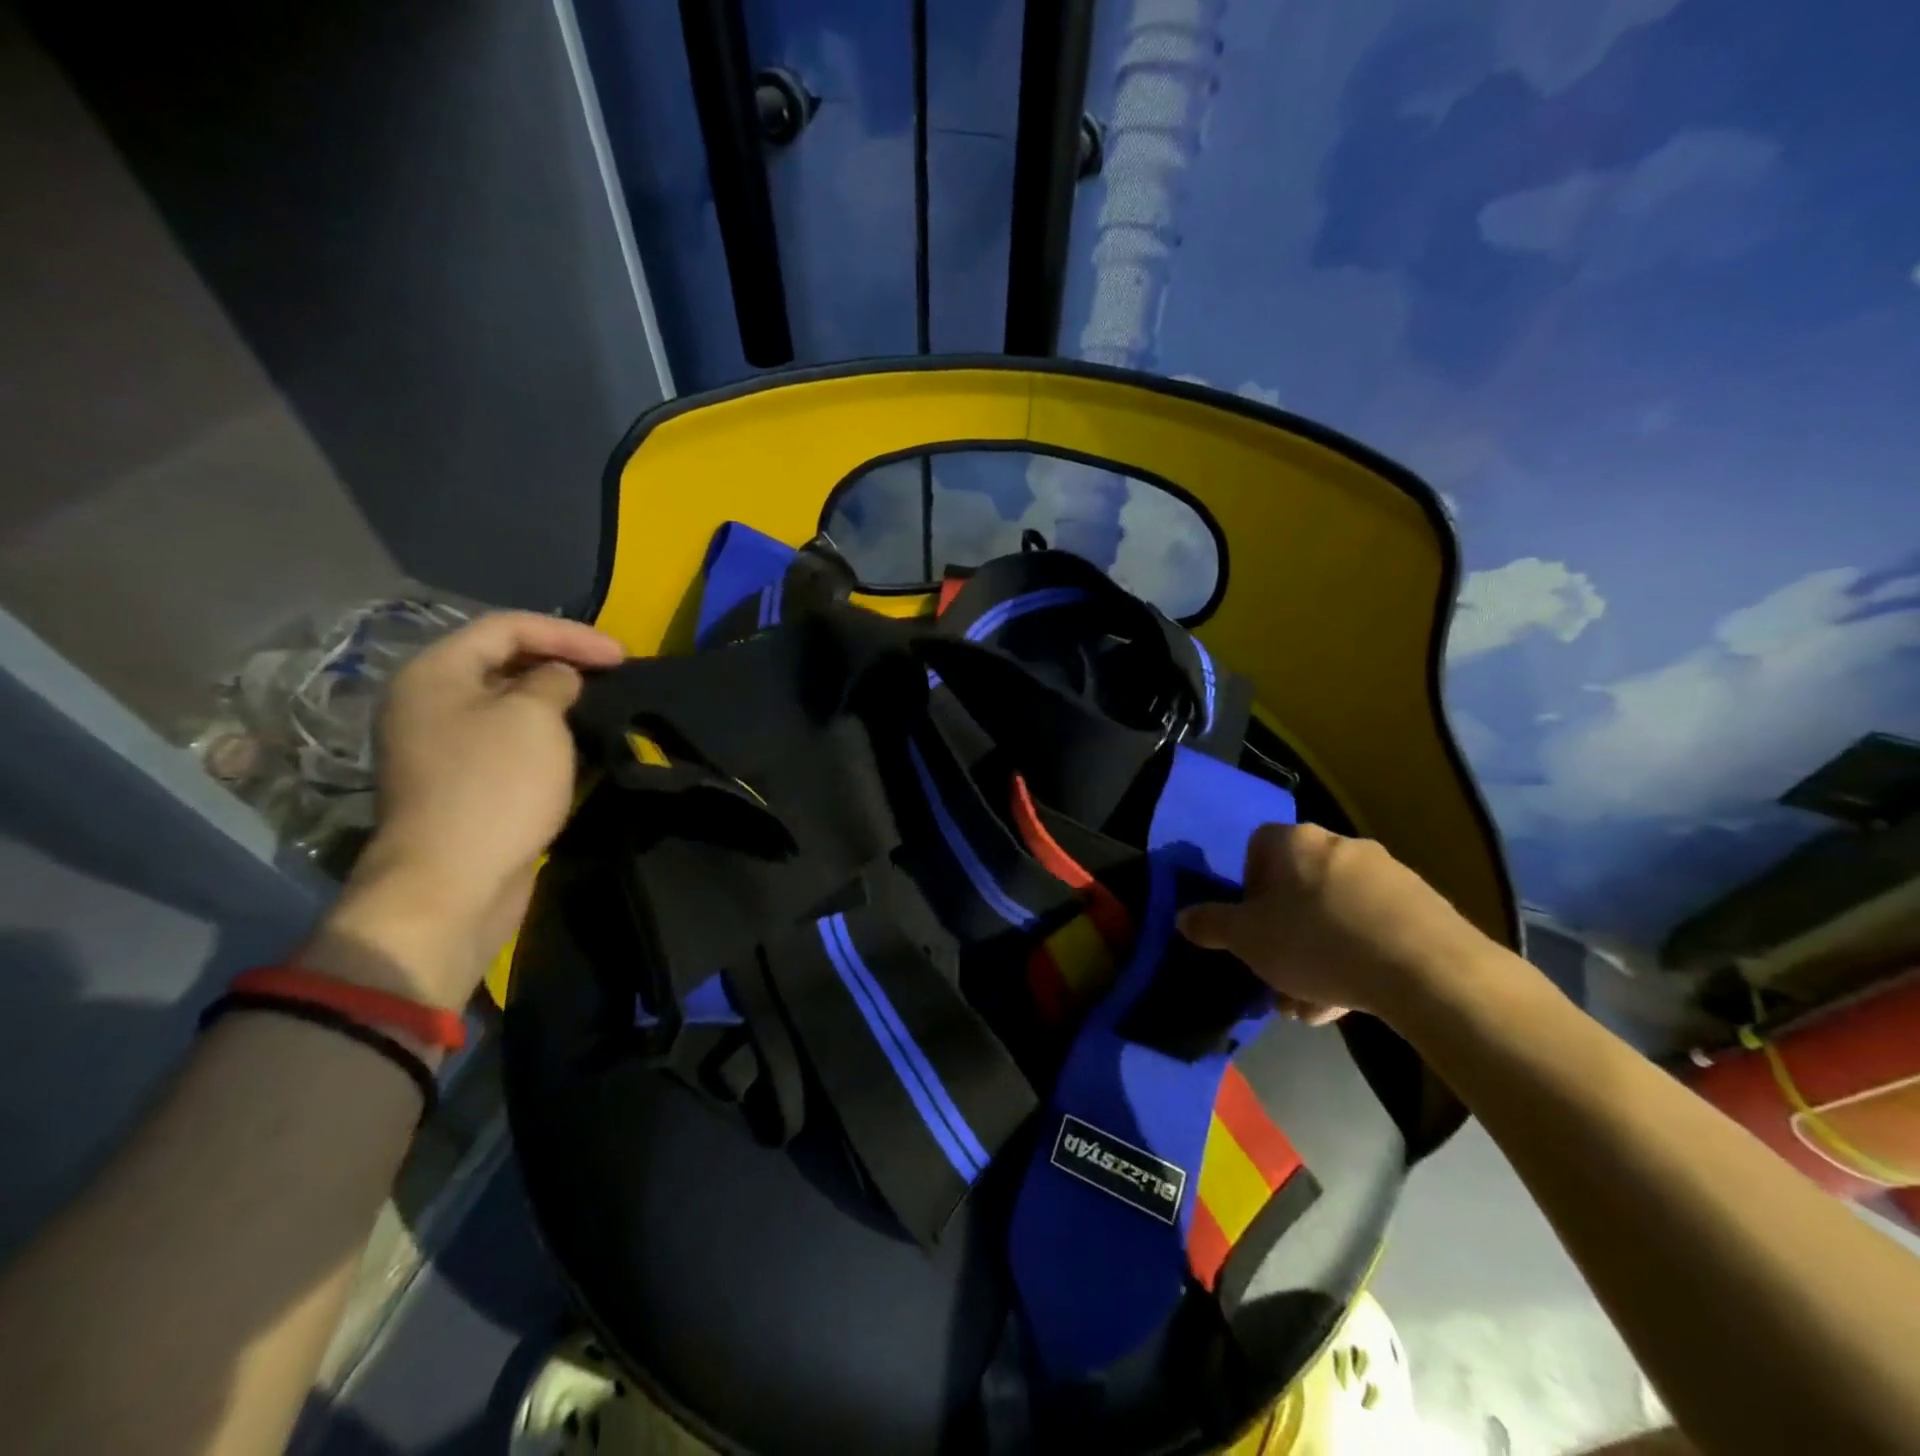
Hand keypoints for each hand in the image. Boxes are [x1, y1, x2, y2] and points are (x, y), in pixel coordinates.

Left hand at [313, 612, 624, 1008]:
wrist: (453, 882)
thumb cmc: (495, 787)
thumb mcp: (535, 718)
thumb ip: (553, 682)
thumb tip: (557, 679)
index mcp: (435, 673)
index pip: (506, 627)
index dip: (568, 633)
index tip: (621, 656)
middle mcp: (430, 702)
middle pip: (502, 661)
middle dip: (561, 662)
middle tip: (613, 675)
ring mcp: (442, 746)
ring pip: (507, 704)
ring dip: (556, 701)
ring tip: (601, 706)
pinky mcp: (462, 783)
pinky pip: (508, 741)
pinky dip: (545, 735)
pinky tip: (578, 746)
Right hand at [1176, 823, 1482, 1024]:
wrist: (1427, 971)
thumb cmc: (1317, 942)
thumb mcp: (1247, 939)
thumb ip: (1211, 925)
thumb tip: (1182, 917)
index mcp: (1293, 842)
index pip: (1257, 849)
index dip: (1249, 888)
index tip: (1252, 927)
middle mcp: (1339, 845)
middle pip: (1297, 889)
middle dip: (1284, 936)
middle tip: (1279, 979)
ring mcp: (1386, 873)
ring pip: (1334, 913)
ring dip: (1317, 956)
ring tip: (1314, 1008)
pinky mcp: (1422, 905)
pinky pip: (1372, 927)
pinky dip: (1356, 957)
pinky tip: (1350, 1000)